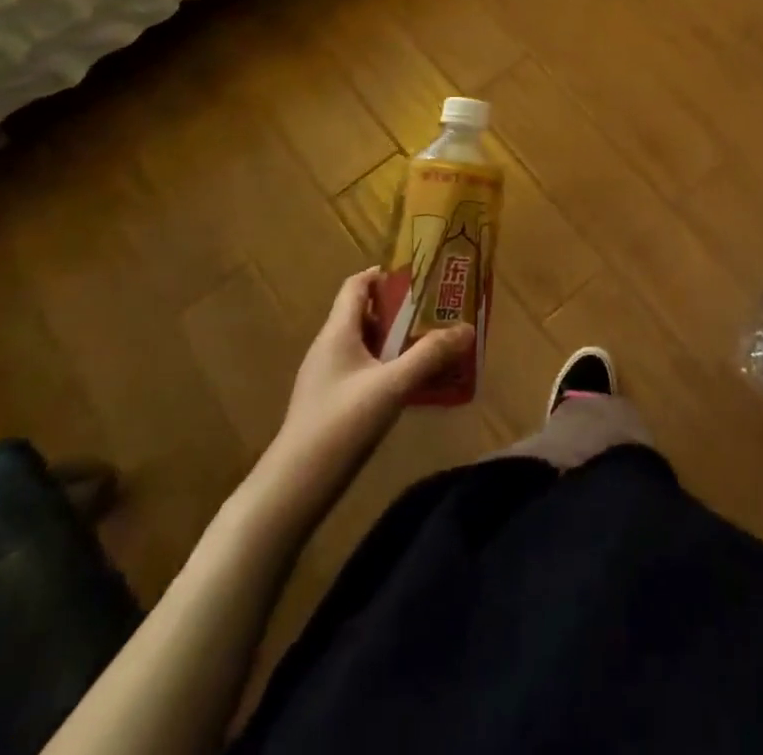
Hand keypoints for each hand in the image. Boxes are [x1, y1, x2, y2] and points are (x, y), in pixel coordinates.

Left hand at [257, 269, 472, 511]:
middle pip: (365, 314)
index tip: (419, 277)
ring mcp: (327, 377)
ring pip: (365, 345)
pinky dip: (387, 367)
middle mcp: (329, 347)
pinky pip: (363, 370)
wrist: (294, 488)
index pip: (356, 285)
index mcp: (337, 332)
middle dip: (401, 310)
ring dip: (396, 341)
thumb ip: (430, 355)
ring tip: (433, 345)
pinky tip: (411, 385)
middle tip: (437, 311)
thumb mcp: (392, 386)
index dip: (385, 275)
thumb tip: (468, 328)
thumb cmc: (341, 424)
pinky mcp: (330, 403)